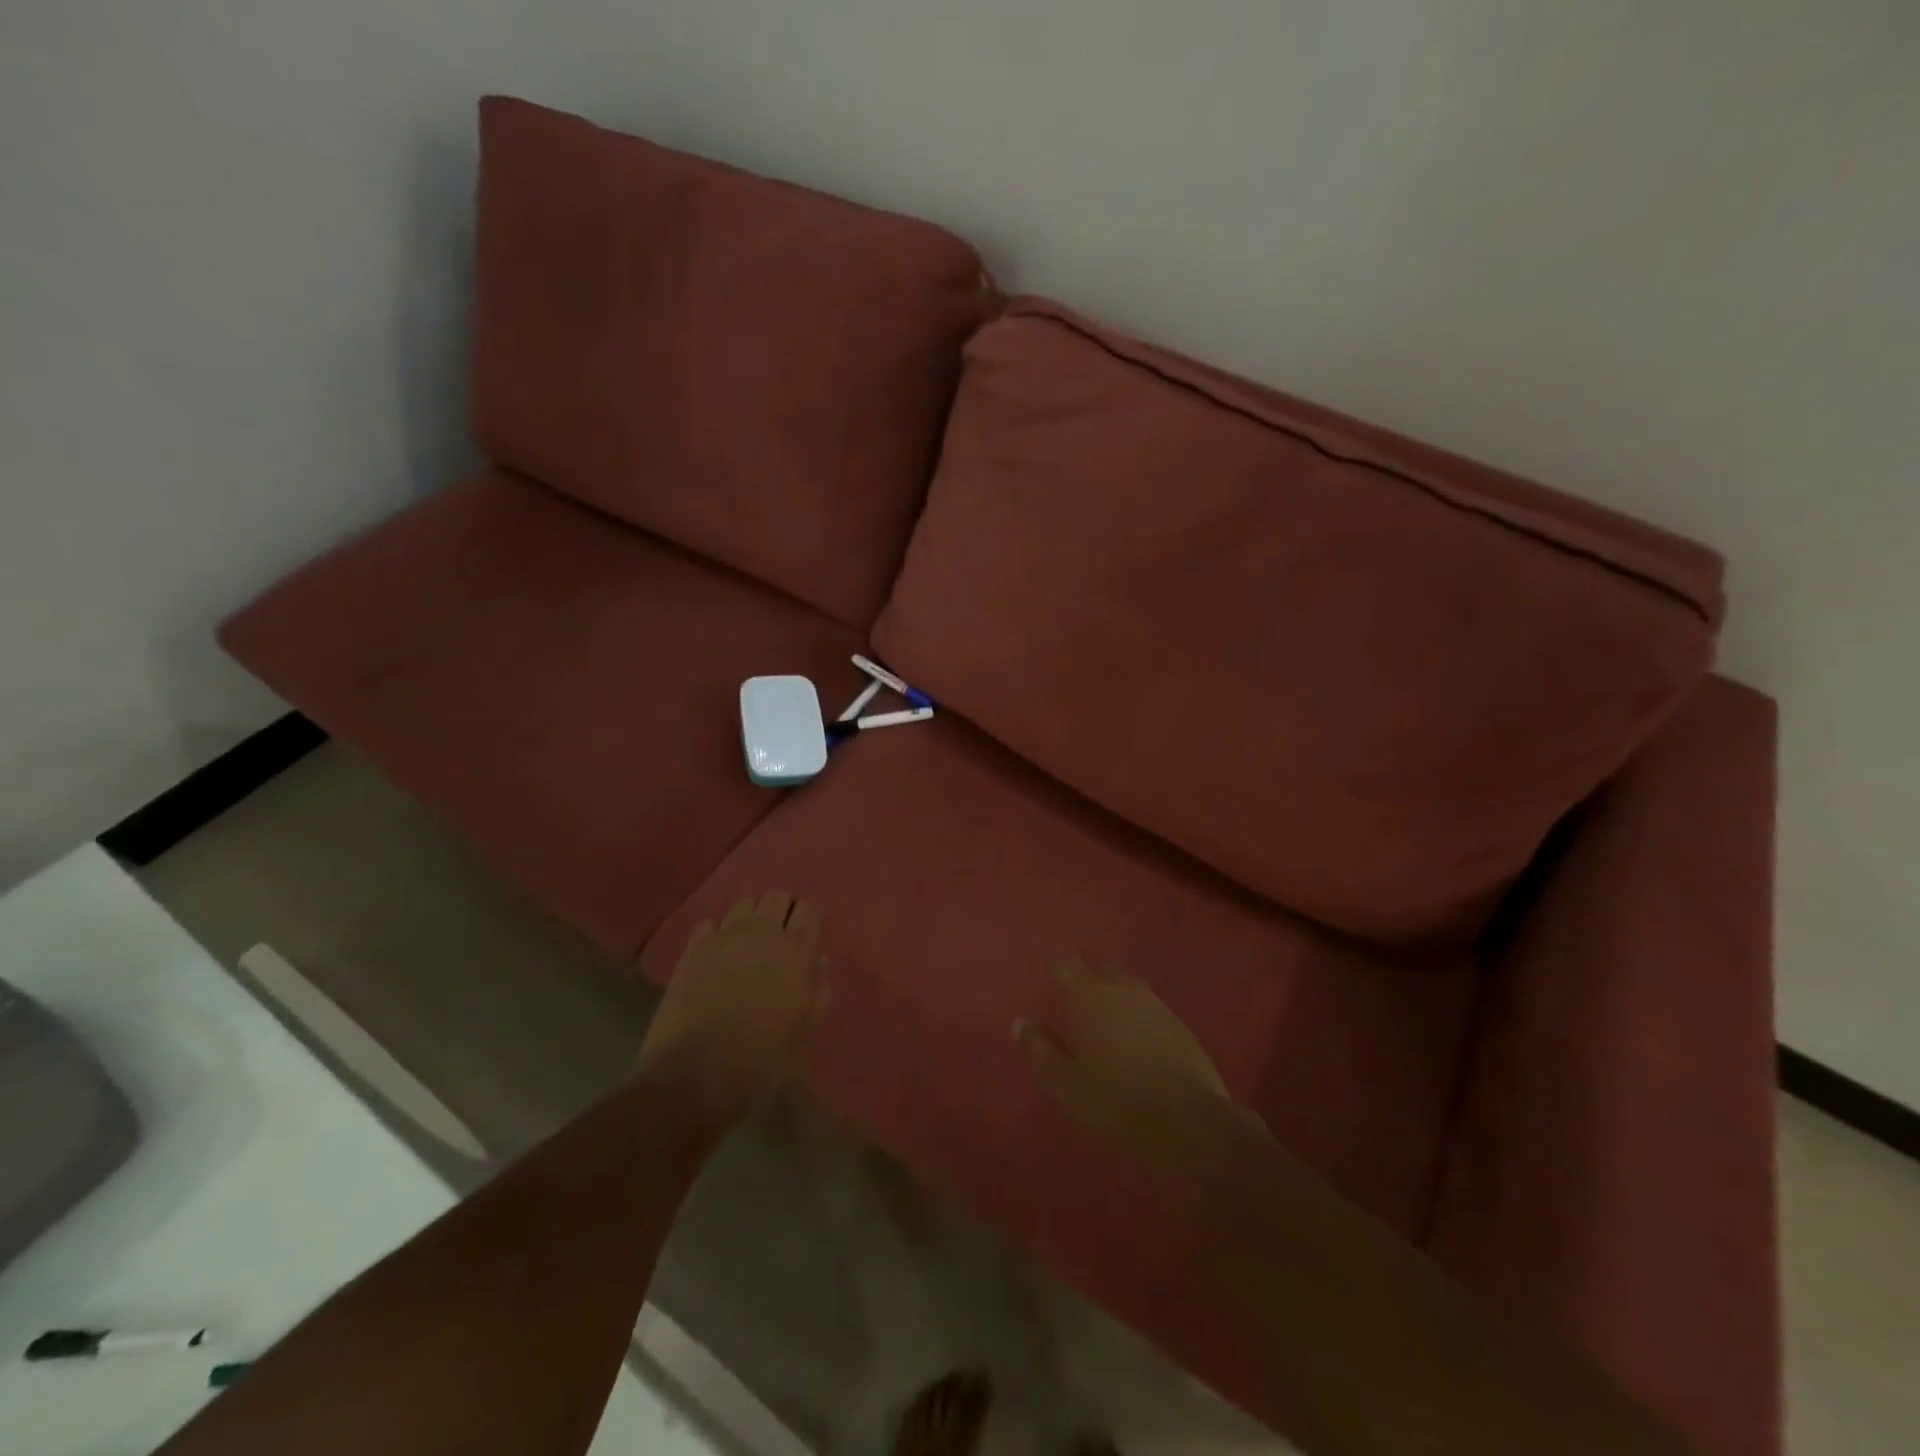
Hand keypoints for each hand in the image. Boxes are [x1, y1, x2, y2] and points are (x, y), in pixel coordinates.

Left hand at [638, 891, 827, 1115]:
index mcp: (796, 950)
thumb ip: (817, 990)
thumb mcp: (805, 1031)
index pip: (809, 910)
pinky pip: (710, 924)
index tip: (806, 941)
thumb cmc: (763, 1058)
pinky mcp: (693, 949)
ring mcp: (724, 937)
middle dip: (782, 912)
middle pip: (777, 897)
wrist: (698, 1073)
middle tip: (780, 940)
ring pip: (744, 903)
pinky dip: (717, 933)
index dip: (808, 922)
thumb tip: (818, 961)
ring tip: (749, 943)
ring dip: (751, 917)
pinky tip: (717, 955)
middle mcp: (762, 932)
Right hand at [1014, 958, 1238, 1167]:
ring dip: (1115, 1000)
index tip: (1050, 989)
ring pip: (1128, 989)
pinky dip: (1139, 1020)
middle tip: (1076, 1011)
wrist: (1190, 1122)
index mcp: (1091, 995)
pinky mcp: (1181, 1026)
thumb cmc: (1116, 1100)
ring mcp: (1157, 1004)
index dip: (1057, 972)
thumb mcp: (1066, 1083)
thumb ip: (1039, 1050)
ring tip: (1106, 1029)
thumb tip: (1019, 1022)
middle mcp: (1124, 988)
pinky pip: (1150, 1010)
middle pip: (1101, 970)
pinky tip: (1137, 1047)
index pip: (1068, 964)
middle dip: (1088, 982)